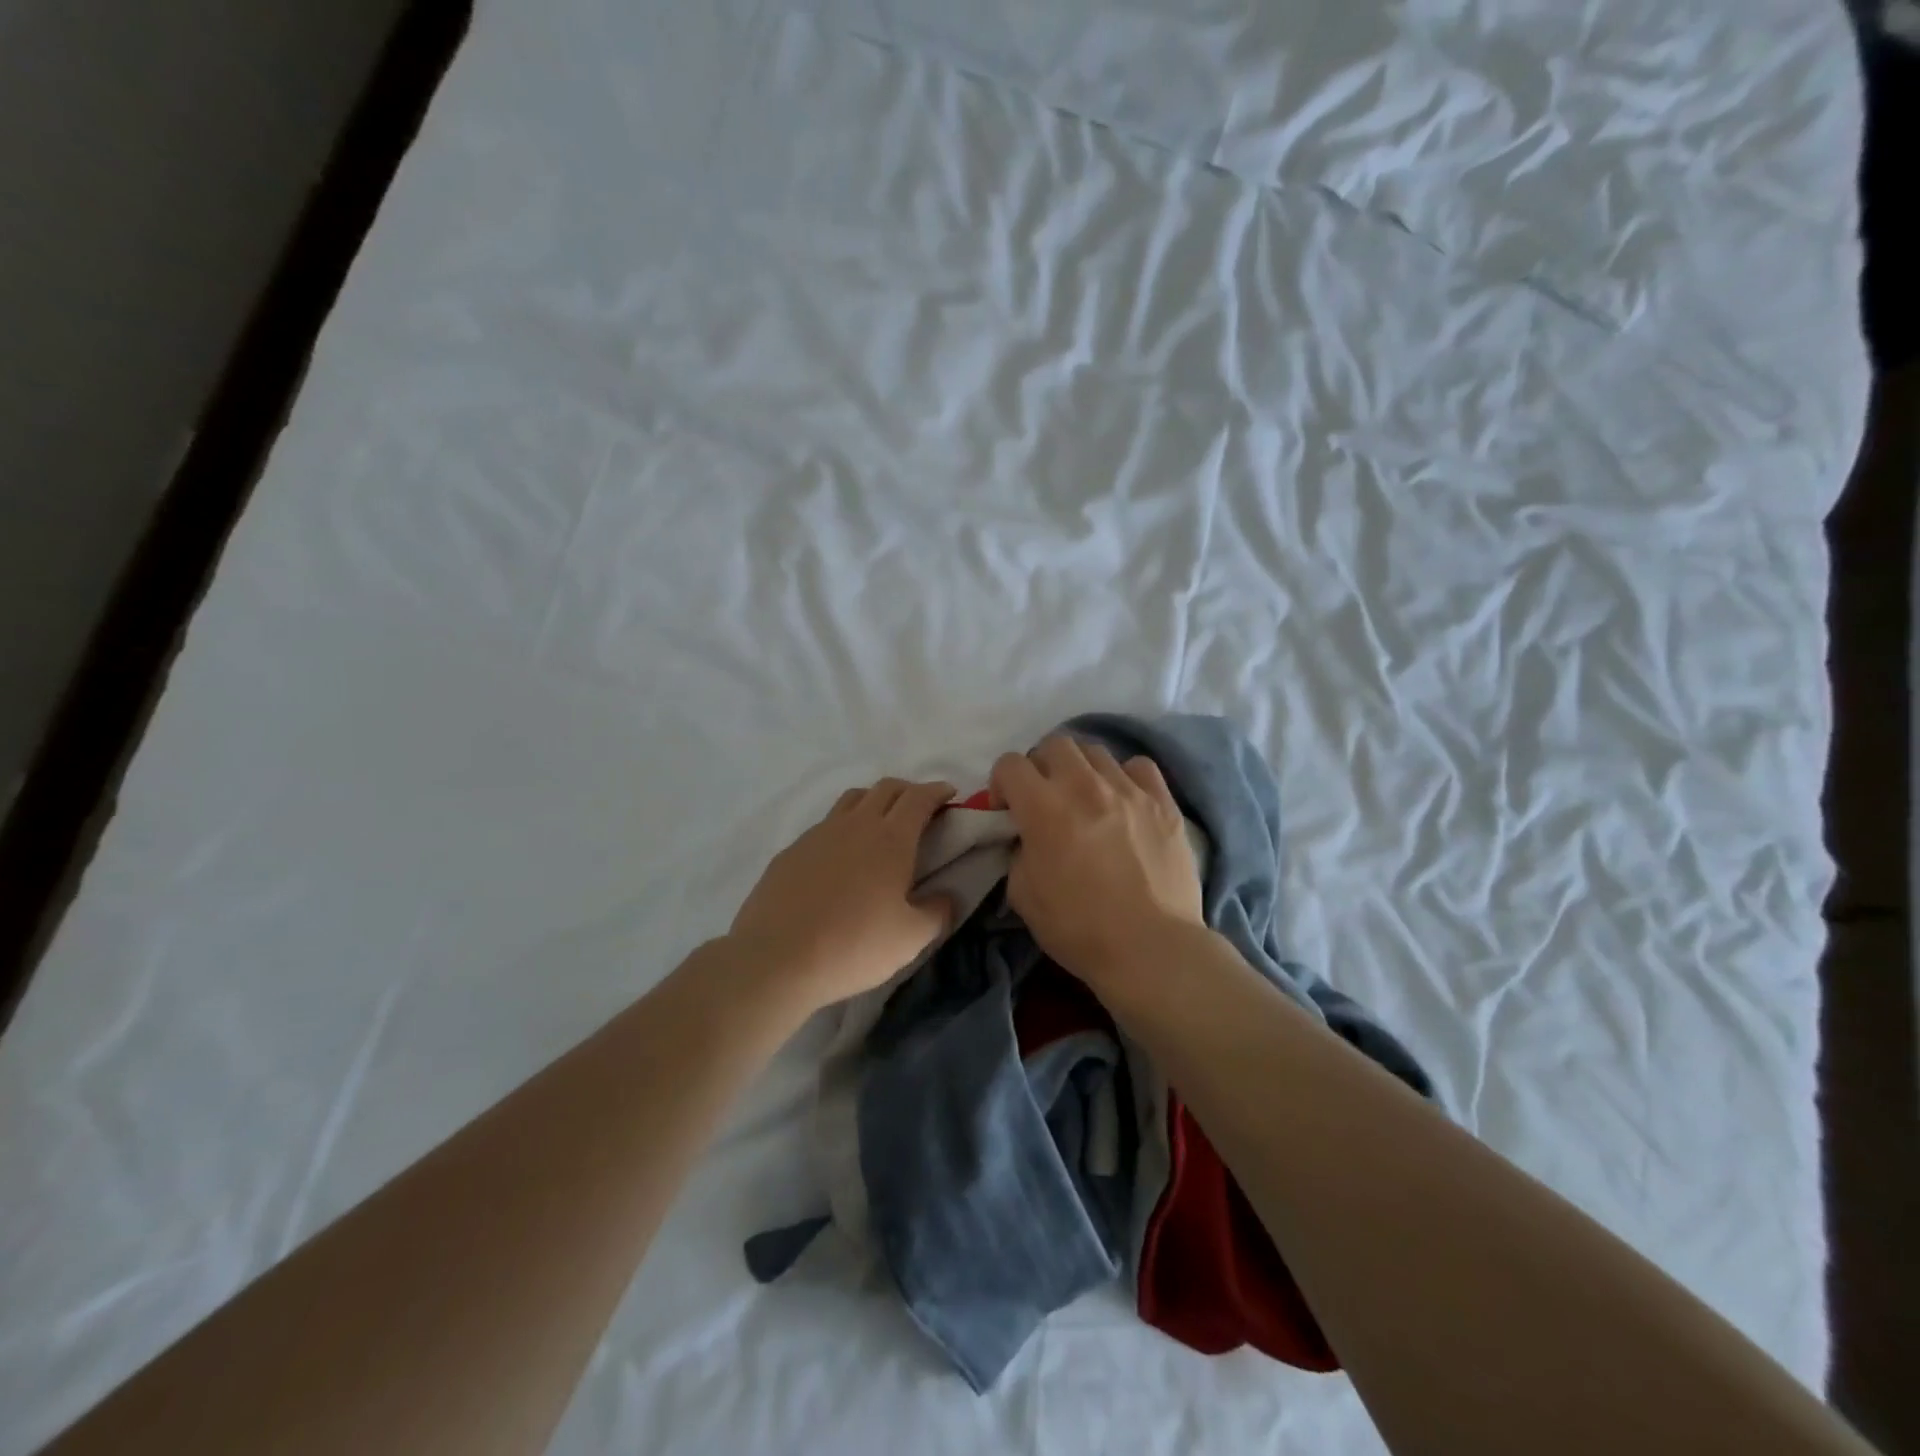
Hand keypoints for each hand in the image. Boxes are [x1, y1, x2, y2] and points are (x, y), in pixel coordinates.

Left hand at [727, 778, 956, 1010]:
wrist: (776, 958)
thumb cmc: (854, 946)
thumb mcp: (910, 939)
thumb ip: (937, 913)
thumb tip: (948, 897)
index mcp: (891, 839)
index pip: (919, 798)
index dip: (937, 791)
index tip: (949, 795)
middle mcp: (856, 825)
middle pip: (886, 788)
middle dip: (908, 790)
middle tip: (920, 809)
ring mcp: (819, 834)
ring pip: (852, 799)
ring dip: (873, 801)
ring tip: (881, 825)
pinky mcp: (791, 850)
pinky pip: (825, 825)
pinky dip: (843, 827)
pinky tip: (841, 857)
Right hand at [991, 736, 1203, 986]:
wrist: (1151, 948)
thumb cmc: (1078, 928)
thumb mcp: (1023, 895)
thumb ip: (1017, 853)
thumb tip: (1027, 838)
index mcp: (1043, 807)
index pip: (1010, 764)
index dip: (1001, 783)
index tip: (1006, 810)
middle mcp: (1085, 785)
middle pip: (1054, 745)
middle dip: (1041, 766)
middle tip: (1044, 798)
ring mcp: (1129, 790)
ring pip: (1096, 751)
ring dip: (1081, 770)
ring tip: (1085, 799)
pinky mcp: (1164, 802)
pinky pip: (1140, 767)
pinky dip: (1125, 777)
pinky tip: (1125, 800)